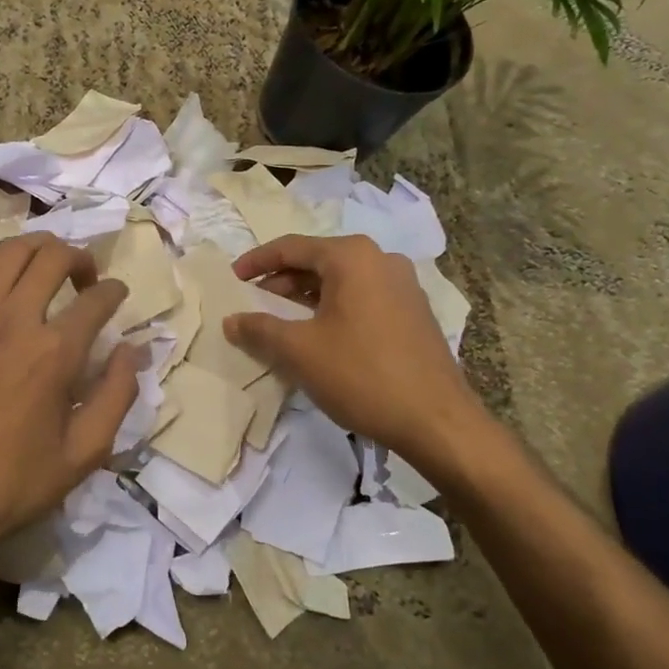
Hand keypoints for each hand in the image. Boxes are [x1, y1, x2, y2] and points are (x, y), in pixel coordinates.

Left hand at [0, 233, 139, 581]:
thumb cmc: (13, 481)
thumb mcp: (85, 452)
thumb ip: (118, 395)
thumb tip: (133, 350)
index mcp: (55, 353)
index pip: (97, 299)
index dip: (115, 291)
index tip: (117, 295)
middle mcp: (14, 320)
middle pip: (53, 257)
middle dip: (79, 257)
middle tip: (85, 277)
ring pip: (8, 252)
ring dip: (37, 250)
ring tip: (46, 268)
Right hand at [224, 234, 493, 472]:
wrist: (436, 421)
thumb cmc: (361, 375)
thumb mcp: (299, 351)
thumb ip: (260, 329)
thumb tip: (232, 321)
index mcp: (352, 257)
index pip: (292, 247)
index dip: (257, 261)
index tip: (233, 277)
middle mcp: (381, 260)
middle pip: (318, 260)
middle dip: (282, 280)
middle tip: (255, 301)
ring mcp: (403, 286)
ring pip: (342, 280)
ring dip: (307, 296)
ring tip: (282, 320)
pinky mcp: (414, 312)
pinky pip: (363, 297)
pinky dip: (334, 308)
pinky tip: (320, 335)